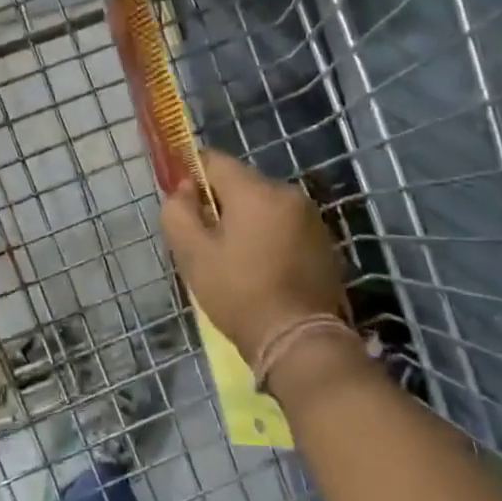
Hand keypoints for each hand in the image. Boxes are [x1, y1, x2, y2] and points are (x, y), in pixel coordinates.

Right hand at [159, 150, 347, 364]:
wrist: (299, 340)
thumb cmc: (239, 294)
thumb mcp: (193, 255)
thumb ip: (178, 212)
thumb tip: (184, 190)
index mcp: (256, 190)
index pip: (214, 160)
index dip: (191, 174)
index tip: (182, 203)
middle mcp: (288, 193)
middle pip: (240, 183)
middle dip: (219, 202)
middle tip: (204, 239)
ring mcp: (311, 216)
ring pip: (263, 204)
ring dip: (245, 220)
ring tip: (233, 257)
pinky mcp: (323, 240)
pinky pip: (284, 224)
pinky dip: (268, 235)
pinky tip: (261, 266)